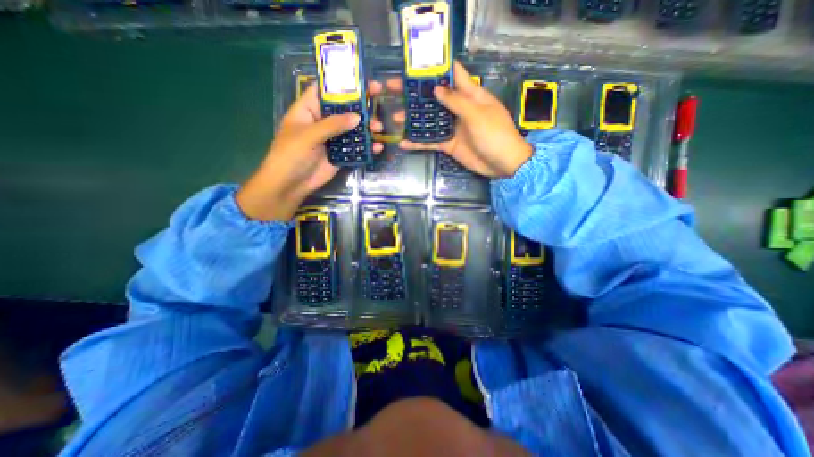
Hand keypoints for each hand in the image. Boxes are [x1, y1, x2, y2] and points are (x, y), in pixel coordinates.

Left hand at [236, 85, 387, 222]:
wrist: (291, 184)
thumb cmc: (291, 154)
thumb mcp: (309, 135)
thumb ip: (332, 125)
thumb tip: (357, 117)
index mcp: (309, 110)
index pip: (325, 90)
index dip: (342, 83)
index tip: (361, 79)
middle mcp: (322, 122)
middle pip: (344, 109)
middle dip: (361, 105)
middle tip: (379, 97)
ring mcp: (333, 139)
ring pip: (352, 129)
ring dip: (367, 127)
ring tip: (379, 128)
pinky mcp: (340, 155)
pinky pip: (355, 148)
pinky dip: (366, 147)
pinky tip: (377, 147)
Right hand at [396, 61, 535, 178]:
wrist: (502, 163)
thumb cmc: (495, 134)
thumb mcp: (477, 114)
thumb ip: (456, 101)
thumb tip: (436, 88)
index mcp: (471, 95)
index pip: (453, 75)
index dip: (436, 67)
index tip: (416, 63)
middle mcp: (459, 108)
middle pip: (435, 97)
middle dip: (416, 93)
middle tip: (394, 89)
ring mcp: (453, 127)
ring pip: (430, 120)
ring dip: (413, 119)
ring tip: (395, 117)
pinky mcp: (448, 144)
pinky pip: (431, 141)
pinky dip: (418, 142)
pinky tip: (404, 142)